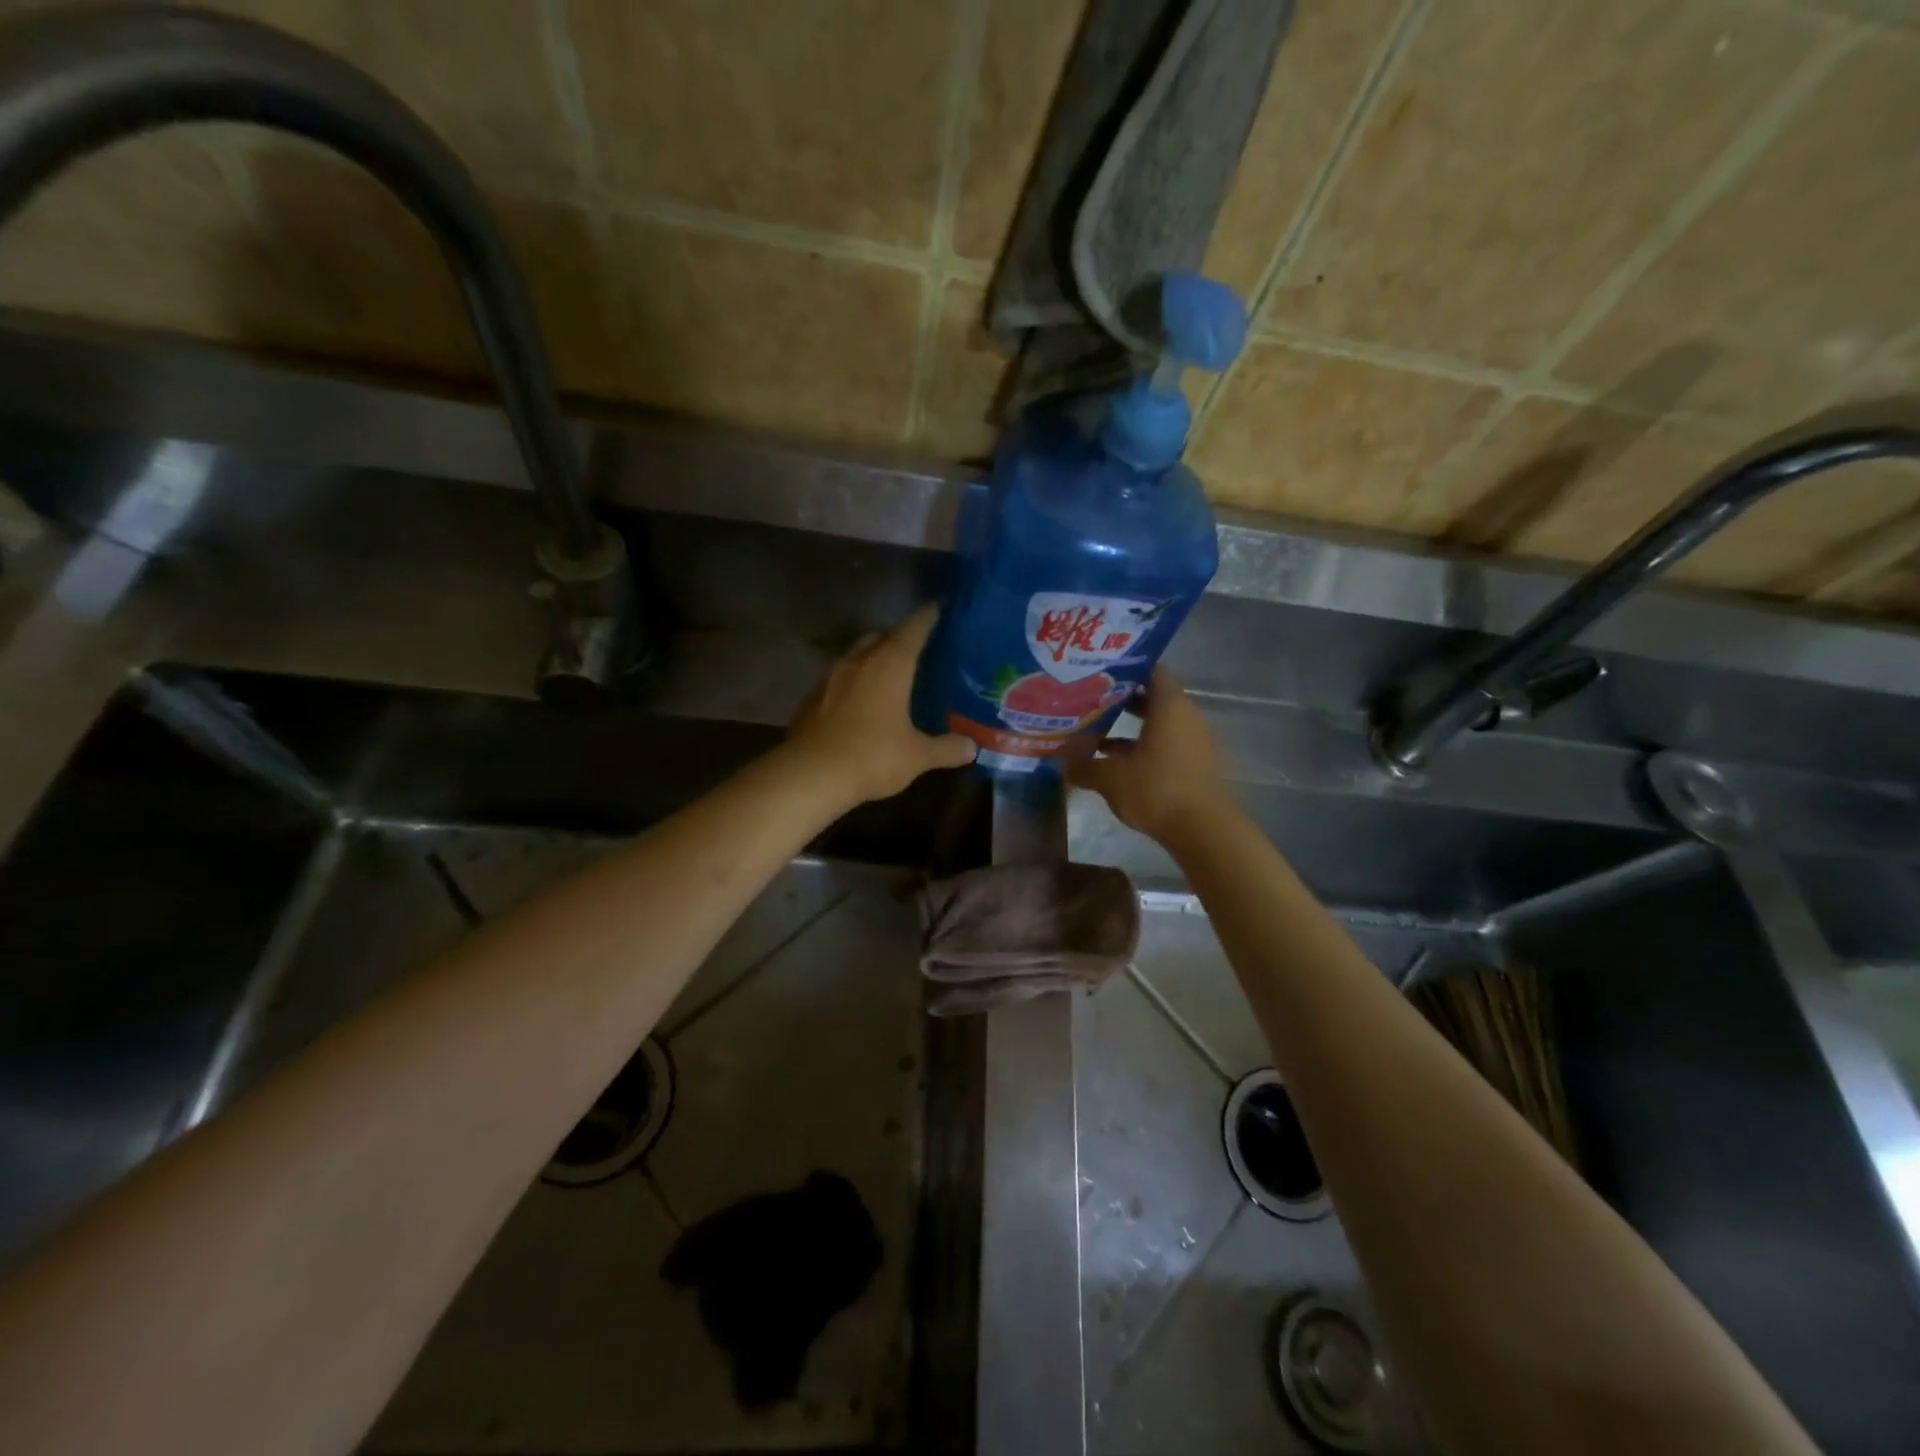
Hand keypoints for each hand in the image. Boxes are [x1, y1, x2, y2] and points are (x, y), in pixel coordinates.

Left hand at [787, 604, 976, 804]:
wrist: (810, 775)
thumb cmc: (872, 756)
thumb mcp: (917, 756)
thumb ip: (946, 748)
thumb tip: (972, 747)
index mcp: (890, 664)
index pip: (913, 628)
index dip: (928, 616)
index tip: (939, 606)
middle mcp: (859, 661)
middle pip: (880, 636)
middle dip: (898, 636)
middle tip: (917, 647)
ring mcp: (830, 678)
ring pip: (856, 656)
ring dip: (872, 659)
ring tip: (889, 674)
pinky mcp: (811, 699)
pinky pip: (838, 681)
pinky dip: (853, 684)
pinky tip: (860, 703)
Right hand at [1068, 668, 1232, 843]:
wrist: (1203, 829)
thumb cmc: (1156, 789)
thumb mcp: (1110, 778)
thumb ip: (1084, 767)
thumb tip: (1063, 763)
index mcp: (1169, 706)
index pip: (1150, 670)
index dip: (1125, 668)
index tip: (1098, 671)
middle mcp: (1185, 716)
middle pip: (1153, 697)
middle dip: (1121, 698)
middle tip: (1089, 698)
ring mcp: (1193, 741)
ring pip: (1158, 723)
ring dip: (1130, 726)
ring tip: (1096, 730)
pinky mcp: (1193, 764)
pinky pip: (1165, 744)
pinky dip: (1142, 747)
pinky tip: (1115, 761)